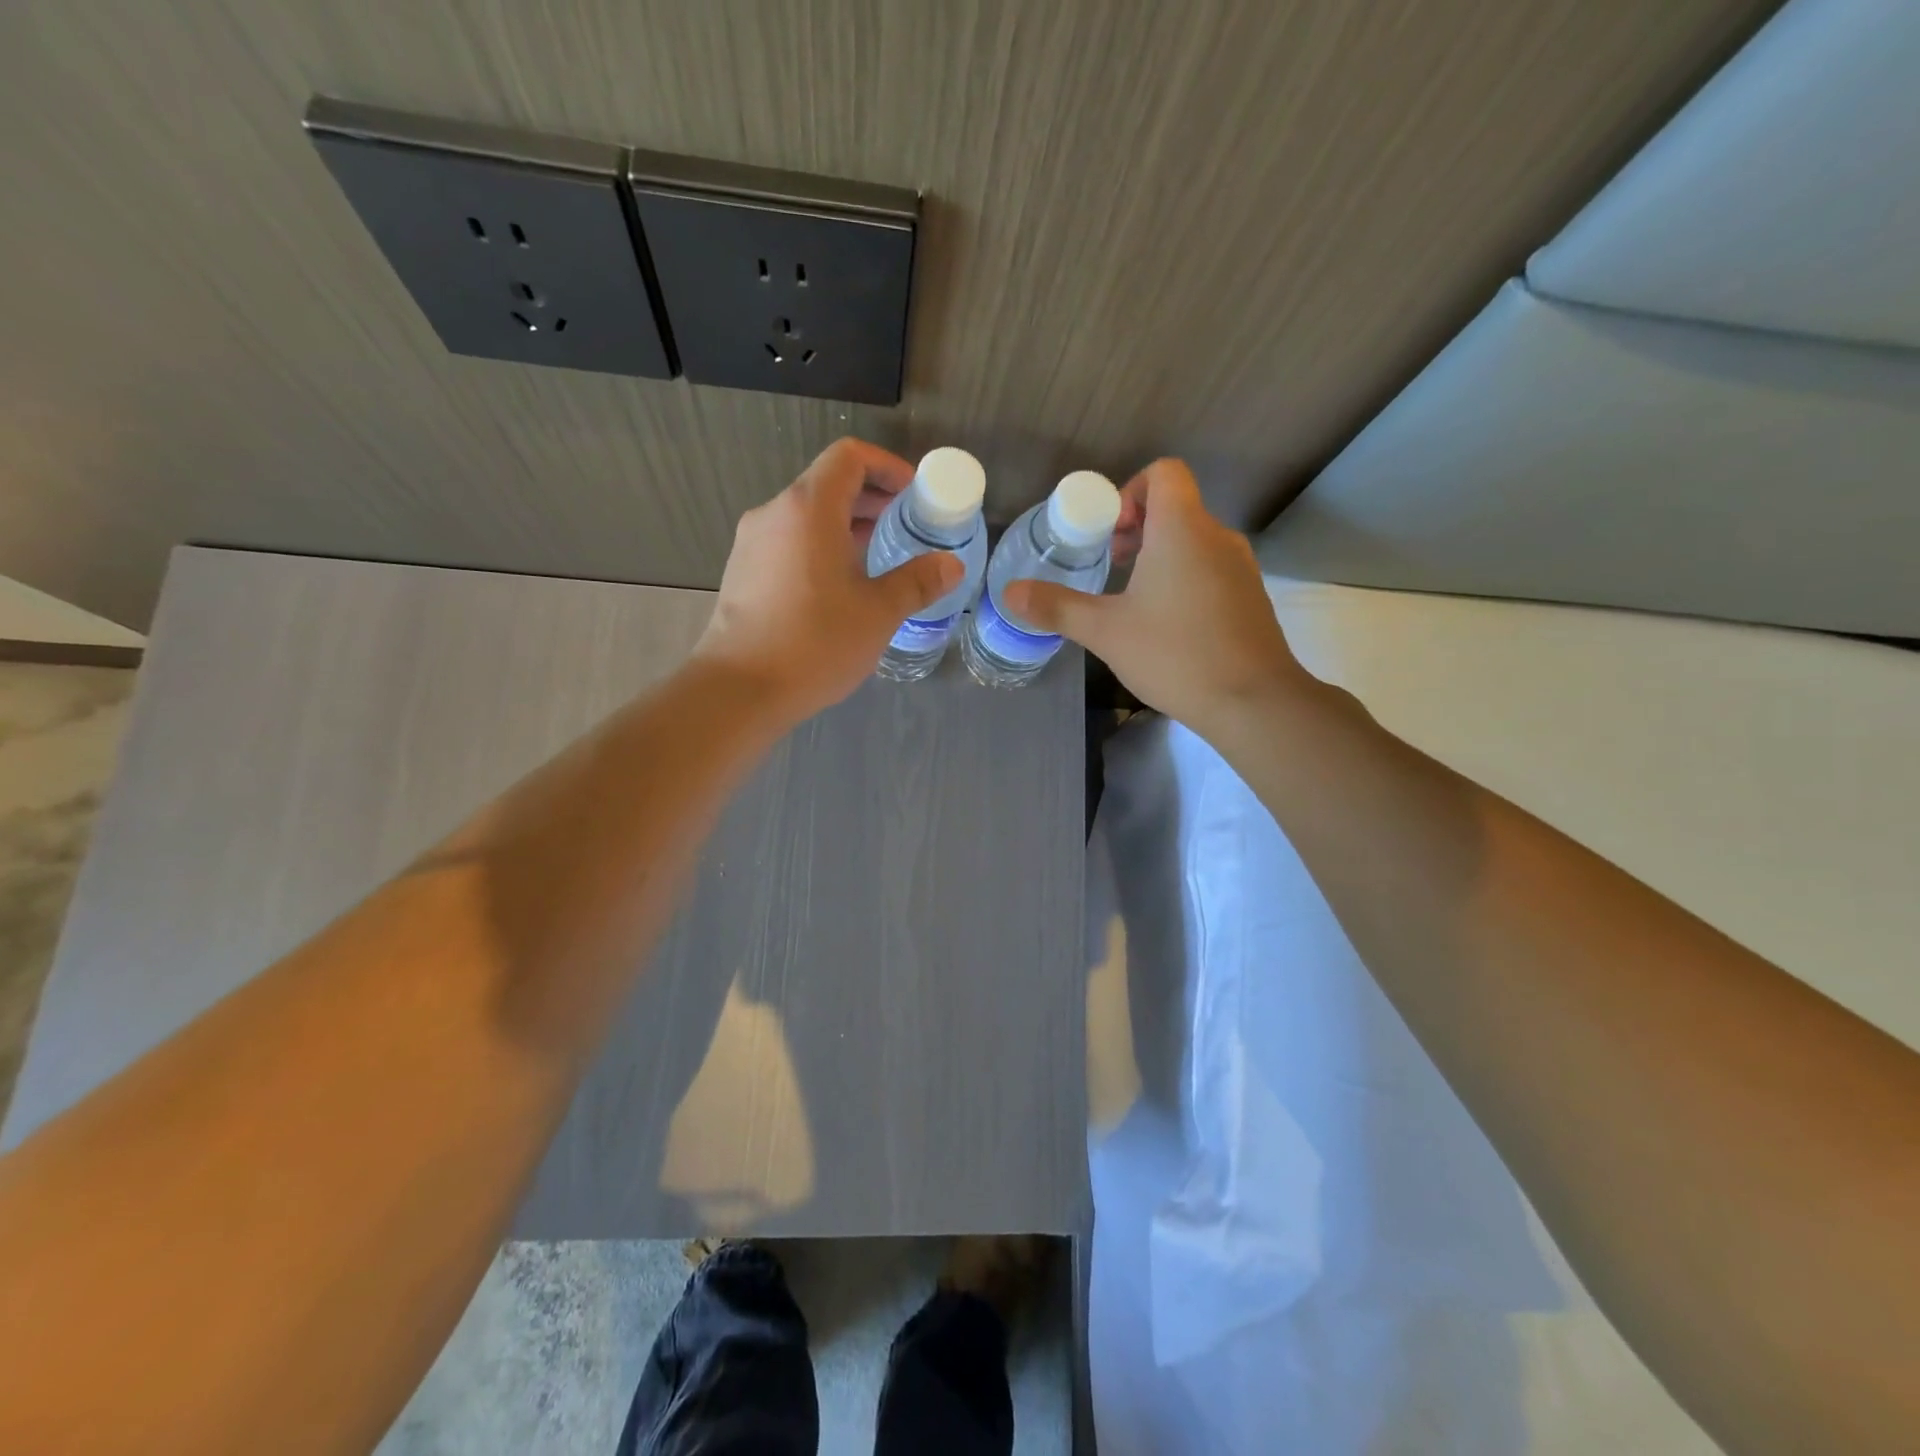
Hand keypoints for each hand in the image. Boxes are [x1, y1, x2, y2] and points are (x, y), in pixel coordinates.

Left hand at [692, 438, 962, 721]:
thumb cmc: (816, 643)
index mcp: (809, 509)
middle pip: (827, 483)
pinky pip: (788, 541)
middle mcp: (775, 513)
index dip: (886, 466)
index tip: (913, 494)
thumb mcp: (878, 613)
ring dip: (845, 524)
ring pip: (806, 515)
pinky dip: (819, 546)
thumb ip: (917, 582)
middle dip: (870, 498)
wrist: (739, 689)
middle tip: (905, 526)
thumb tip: (951, 565)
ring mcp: (752, 543)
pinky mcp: (742, 571)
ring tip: (877, 557)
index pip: (849, 458)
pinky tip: (838, 586)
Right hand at [1003, 459, 1311, 733]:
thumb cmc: (1175, 654)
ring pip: (1194, 540)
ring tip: (1132, 599)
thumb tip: (1010, 593)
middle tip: (1110, 565)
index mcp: (1182, 528)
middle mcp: (1217, 536)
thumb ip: (1057, 607)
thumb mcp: (1106, 631)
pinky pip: (1211, 569)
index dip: (1130, 491)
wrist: (1253, 701)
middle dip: (1137, 528)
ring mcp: (1240, 567)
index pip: (1164, 473)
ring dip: (1160, 556)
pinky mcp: (1250, 597)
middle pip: (1176, 506)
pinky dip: (1184, 579)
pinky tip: (1167, 625)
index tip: (1109, 533)